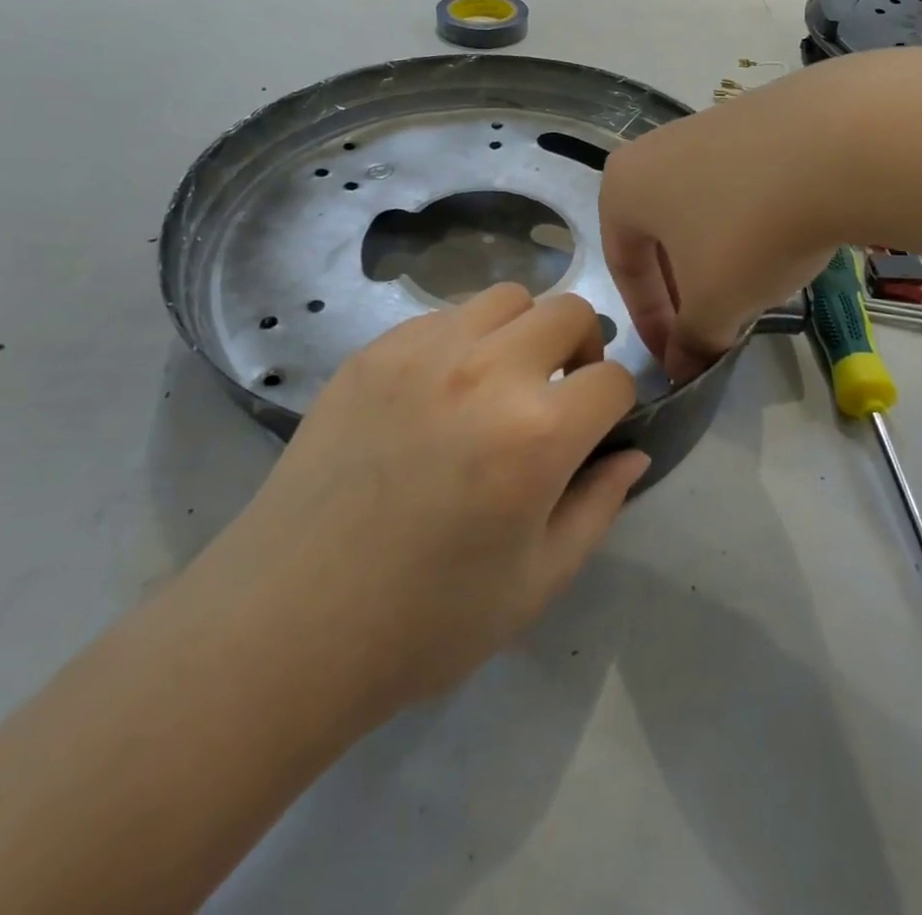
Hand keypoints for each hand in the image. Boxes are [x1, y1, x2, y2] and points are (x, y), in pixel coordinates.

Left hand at [208, 284, 644, 728]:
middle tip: (557, 395)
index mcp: (536, 432)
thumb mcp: (537, 582)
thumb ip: (598, 506)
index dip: (618, 405)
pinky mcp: (372, 352)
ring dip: (522, 332)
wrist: (288, 622)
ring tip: (498, 384)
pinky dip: (461, 340)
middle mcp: (485, 371)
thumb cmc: (425, 620)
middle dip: (581, 348)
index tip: (596, 431)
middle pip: (567, 311)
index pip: (614, 380)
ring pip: (505, 298)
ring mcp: (421, 351)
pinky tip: (437, 394)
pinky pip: (441, 317)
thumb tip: (633, 453)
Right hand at [600, 65, 851, 381]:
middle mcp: (656, 148)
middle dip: (685, 288)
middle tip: (714, 327)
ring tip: (755, 288)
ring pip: (704, 209)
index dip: (649, 322)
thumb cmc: (750, 231)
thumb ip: (691, 341)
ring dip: (720, 256)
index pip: (624, 266)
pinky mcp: (761, 116)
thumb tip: (682, 368)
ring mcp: (711, 125)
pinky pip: (743, 183)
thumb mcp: (715, 303)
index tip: (678, 358)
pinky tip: (787, 240)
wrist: (840, 144)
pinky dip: (754, 220)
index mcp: (624, 187)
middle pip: (662, 235)